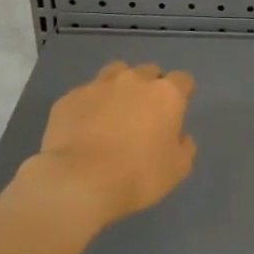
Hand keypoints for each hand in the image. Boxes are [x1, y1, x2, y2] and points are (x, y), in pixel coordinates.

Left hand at [26, 62, 197, 228]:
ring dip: (120, 87)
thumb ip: (184, 145)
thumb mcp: (178, 168)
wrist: (80, 182)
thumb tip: (178, 135)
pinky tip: (84, 128)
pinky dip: (89, 105)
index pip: (183, 80)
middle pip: (149, 72)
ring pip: (115, 72)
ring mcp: (98, 86)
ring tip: (114, 111)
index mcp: (166, 94)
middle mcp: (134, 81)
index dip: (182, 93)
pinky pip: (85, 94)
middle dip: (150, 87)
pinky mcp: (69, 98)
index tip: (177, 111)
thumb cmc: (139, 175)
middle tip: (145, 114)